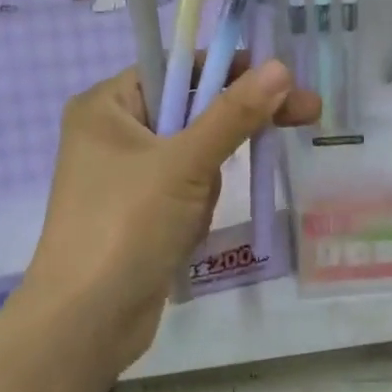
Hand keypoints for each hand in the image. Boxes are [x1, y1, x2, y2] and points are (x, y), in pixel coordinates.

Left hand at [20, 59, 321, 374]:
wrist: (85, 324)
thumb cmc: (126, 226)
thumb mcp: (185, 163)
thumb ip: (234, 113)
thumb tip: (281, 67)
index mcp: (107, 105)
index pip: (178, 68)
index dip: (232, 70)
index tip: (282, 80)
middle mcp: (112, 133)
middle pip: (191, 109)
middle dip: (234, 128)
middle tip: (306, 116)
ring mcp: (124, 176)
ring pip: (193, 155)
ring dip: (207, 181)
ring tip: (190, 215)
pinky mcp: (138, 213)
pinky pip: (184, 190)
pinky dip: (195, 206)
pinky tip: (184, 234)